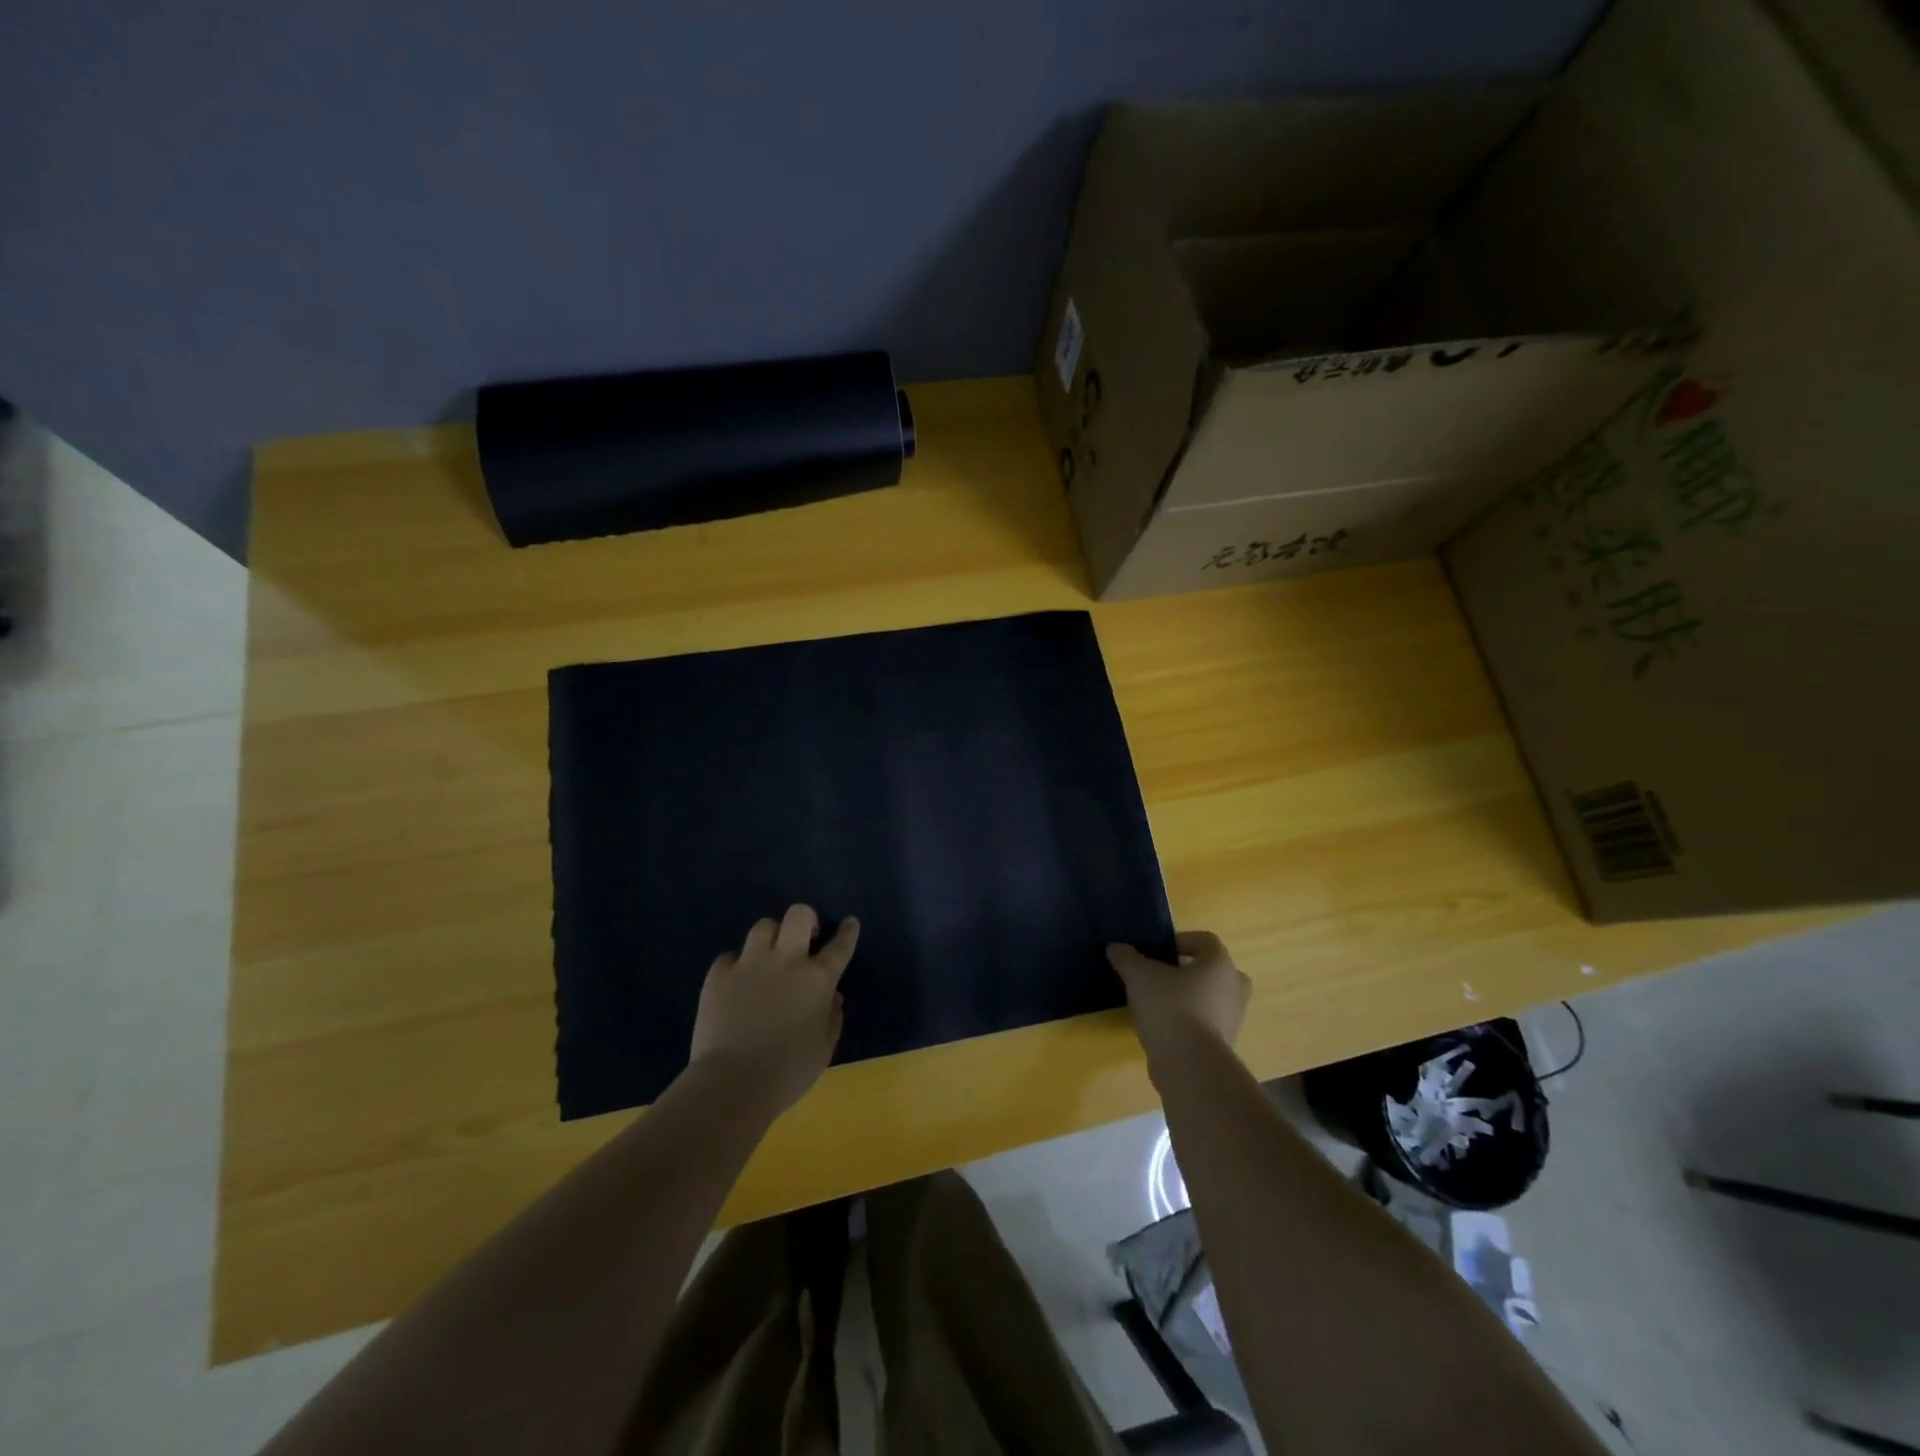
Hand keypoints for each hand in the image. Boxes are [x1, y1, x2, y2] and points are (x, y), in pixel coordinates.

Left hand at [689, 905, 859, 1114]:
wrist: (733, 1083)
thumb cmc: (788, 1072)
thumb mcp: (824, 1048)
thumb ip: (832, 1017)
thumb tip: (832, 996)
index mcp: (818, 979)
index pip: (840, 946)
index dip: (848, 932)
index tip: (850, 923)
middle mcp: (786, 961)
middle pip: (799, 915)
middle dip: (806, 919)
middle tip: (805, 938)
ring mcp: (750, 964)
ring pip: (764, 926)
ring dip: (771, 938)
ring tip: (768, 956)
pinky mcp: (719, 975)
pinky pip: (730, 956)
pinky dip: (737, 965)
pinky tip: (737, 983)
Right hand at [1107, 931, 1249, 1065]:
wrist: (1190, 1065)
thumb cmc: (1169, 1007)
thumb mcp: (1139, 976)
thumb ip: (1127, 958)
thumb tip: (1116, 948)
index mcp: (1220, 964)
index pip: (1206, 940)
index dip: (1181, 940)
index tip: (1158, 951)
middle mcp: (1234, 989)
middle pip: (1213, 970)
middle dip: (1189, 971)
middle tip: (1163, 975)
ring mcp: (1233, 1019)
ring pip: (1211, 998)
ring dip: (1189, 997)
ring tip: (1158, 1003)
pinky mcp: (1225, 1045)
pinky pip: (1207, 1023)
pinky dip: (1189, 1021)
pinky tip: (1163, 1027)